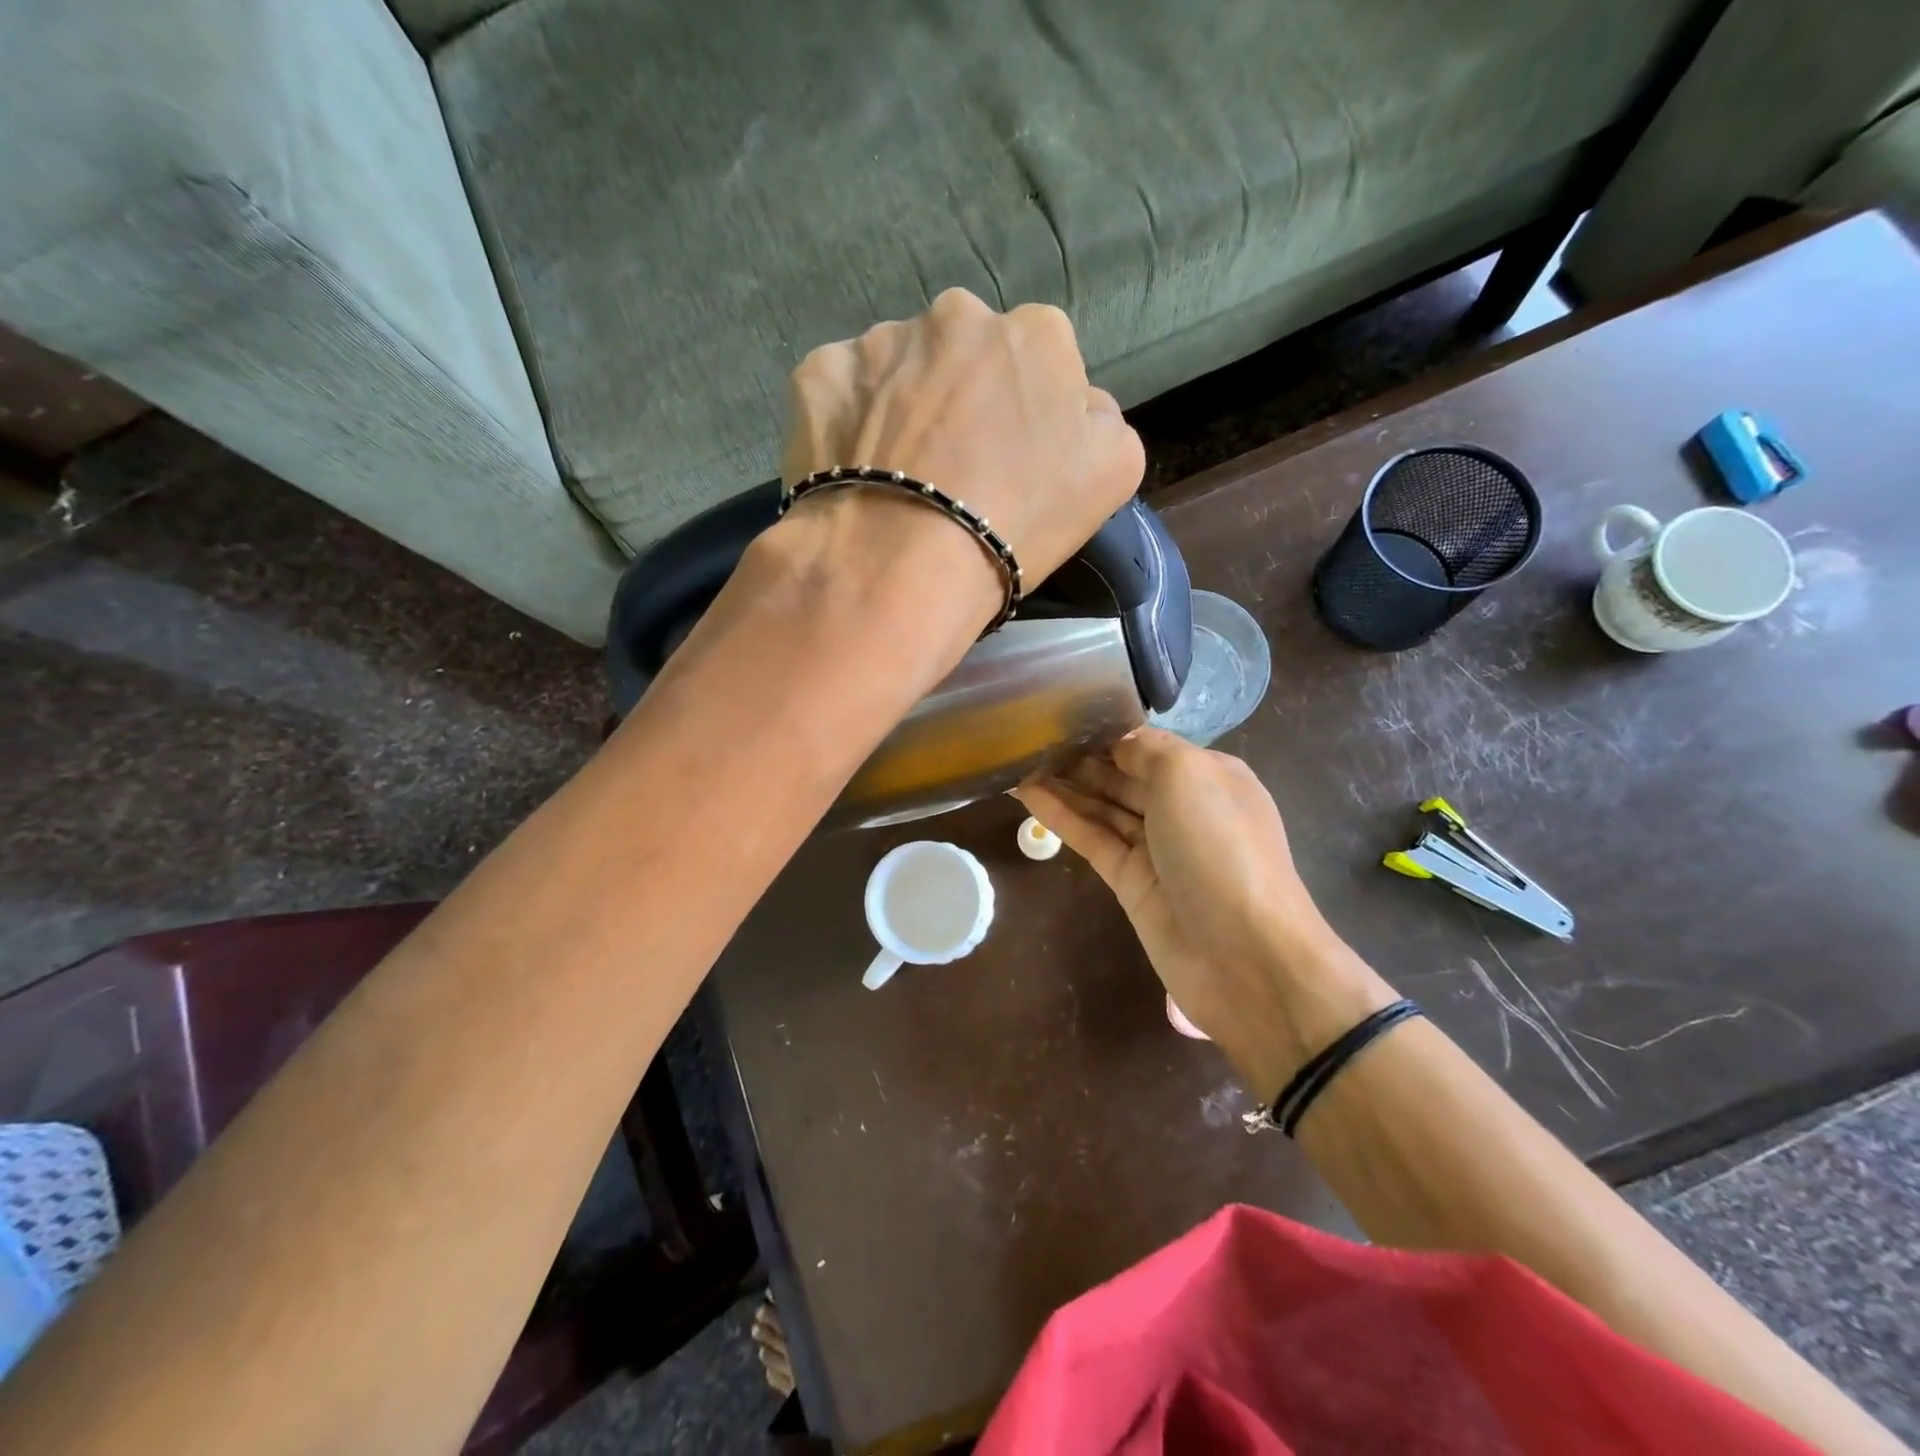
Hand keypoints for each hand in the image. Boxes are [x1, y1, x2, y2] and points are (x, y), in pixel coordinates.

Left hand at [779, 288, 1144, 593]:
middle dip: (964, 396)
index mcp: (1036, 334)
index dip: (1028, 412)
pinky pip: (841, 391)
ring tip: (897, 476)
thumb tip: (1076, 403)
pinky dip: (848, 422)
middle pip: (966, 354)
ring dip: (903, 406)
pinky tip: (854, 471)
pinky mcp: (818, 373)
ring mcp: (880, 340)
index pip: (1041, 359)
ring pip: (900, 368)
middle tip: (952, 468)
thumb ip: (1101, 418)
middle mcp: (956, 315)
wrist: (902, 562)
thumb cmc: (1016, 521)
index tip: (1012, 460)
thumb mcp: (1112, 472)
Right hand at [1017, 728, 1397, 1094]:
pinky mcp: (1130, 881)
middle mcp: (1184, 808)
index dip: (1107, 732)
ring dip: (1064, 784)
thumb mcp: (1189, 775)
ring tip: (1018, 760)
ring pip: (1103, 807)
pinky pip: (1091, 838)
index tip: (1061, 716)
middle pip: (1123, 775)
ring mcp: (1156, 848)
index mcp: (1209, 775)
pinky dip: (1061, 816)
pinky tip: (1026, 794)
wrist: (1244, 955)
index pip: (1149, 745)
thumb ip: (1146, 749)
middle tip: (1028, 738)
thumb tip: (1116, 744)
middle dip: (1081, 757)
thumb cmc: (1220, 847)